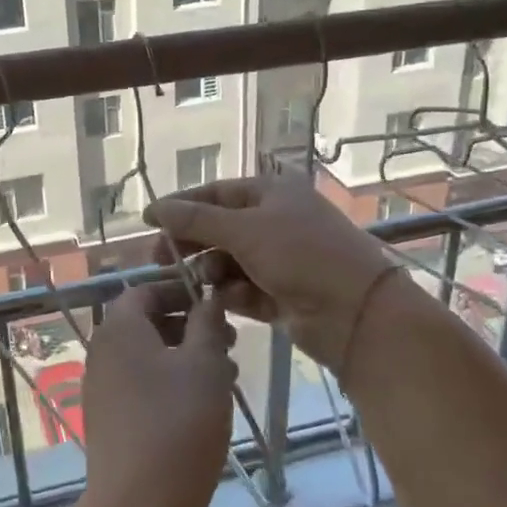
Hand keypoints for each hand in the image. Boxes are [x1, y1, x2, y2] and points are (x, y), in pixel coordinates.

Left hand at [78, 283, 235, 506]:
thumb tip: (207, 298)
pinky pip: (144, 388)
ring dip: (186, 357)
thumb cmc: (178, 422)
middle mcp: (103, 353)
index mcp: (118, 329)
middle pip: (146, 324)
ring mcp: (104, 391)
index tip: (215, 301)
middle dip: (189, 325)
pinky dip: (173, 385)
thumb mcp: (205, 364)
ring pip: (148, 358)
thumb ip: (207, 323)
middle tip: (230, 340)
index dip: (180, 289)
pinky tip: (206, 406)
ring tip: (228, 375)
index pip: (143, 290)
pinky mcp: (112, 423)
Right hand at [145, 176, 411, 377]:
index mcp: (271, 193)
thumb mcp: (245, 230)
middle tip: (161, 262)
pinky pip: (243, 289)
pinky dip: (232, 295)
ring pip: (229, 261)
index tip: (149, 223)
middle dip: (192, 244)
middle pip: (219, 228)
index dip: (181, 206)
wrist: (357, 313)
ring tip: (202, 282)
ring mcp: (280, 258)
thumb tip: (155, 208)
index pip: (215, 194)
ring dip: (211, 271)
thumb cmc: (301, 255)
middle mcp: (274, 221)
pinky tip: (225, 301)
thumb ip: (196, 220)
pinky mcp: (282, 293)